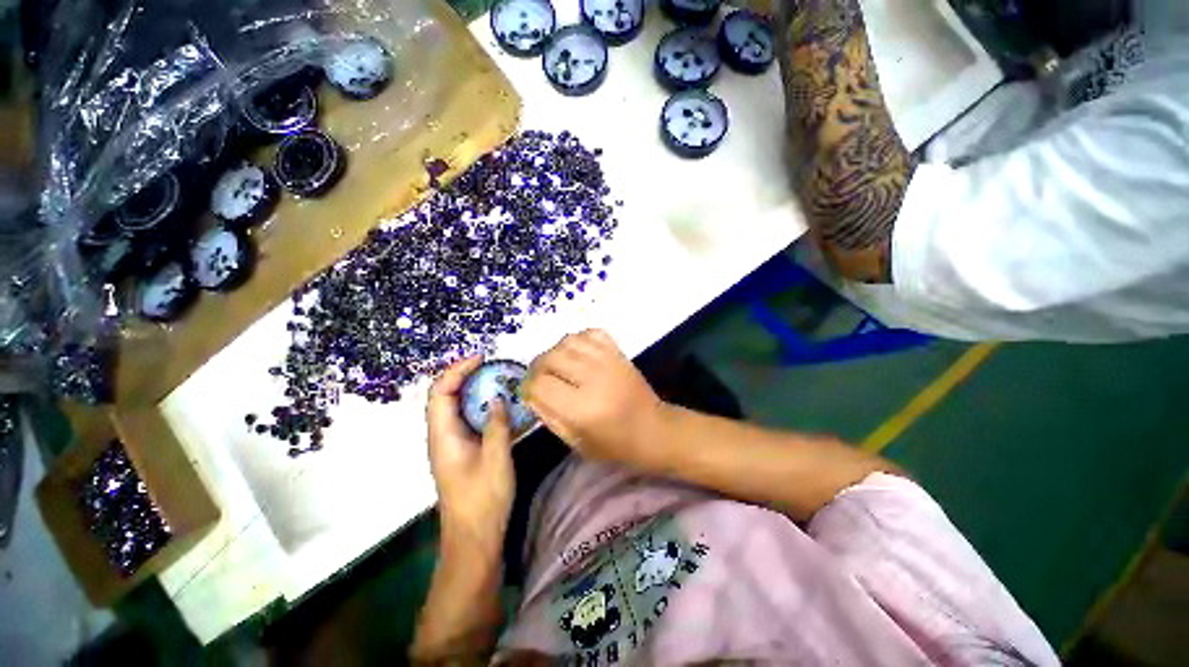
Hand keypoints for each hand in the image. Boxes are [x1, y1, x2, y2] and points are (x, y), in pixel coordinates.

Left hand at [426, 357, 514, 551]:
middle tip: (493, 365)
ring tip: (499, 379)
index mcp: (443, 437)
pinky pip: (469, 420)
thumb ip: (496, 425)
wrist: (473, 539)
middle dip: (466, 375)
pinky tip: (502, 406)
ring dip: (475, 390)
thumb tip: (497, 398)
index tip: (481, 358)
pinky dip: (483, 407)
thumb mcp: (495, 459)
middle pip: (445, 396)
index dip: (457, 370)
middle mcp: (442, 436)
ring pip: (458, 408)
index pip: (440, 392)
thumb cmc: (482, 500)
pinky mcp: (463, 451)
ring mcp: (452, 444)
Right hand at [523, 330, 668, 467]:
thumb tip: (530, 393)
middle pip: (550, 358)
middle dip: (538, 368)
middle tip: (542, 379)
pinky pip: (590, 333)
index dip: (528, 387)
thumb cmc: (614, 444)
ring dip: (555, 352)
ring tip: (558, 366)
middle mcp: (592, 378)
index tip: (530, 393)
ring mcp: (607, 361)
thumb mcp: (575, 442)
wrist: (653, 428)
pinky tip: (578, 354)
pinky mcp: (617, 352)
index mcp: (581, 408)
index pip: (539, 384)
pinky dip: (578, 340)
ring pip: (567, 341)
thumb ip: (549, 416)